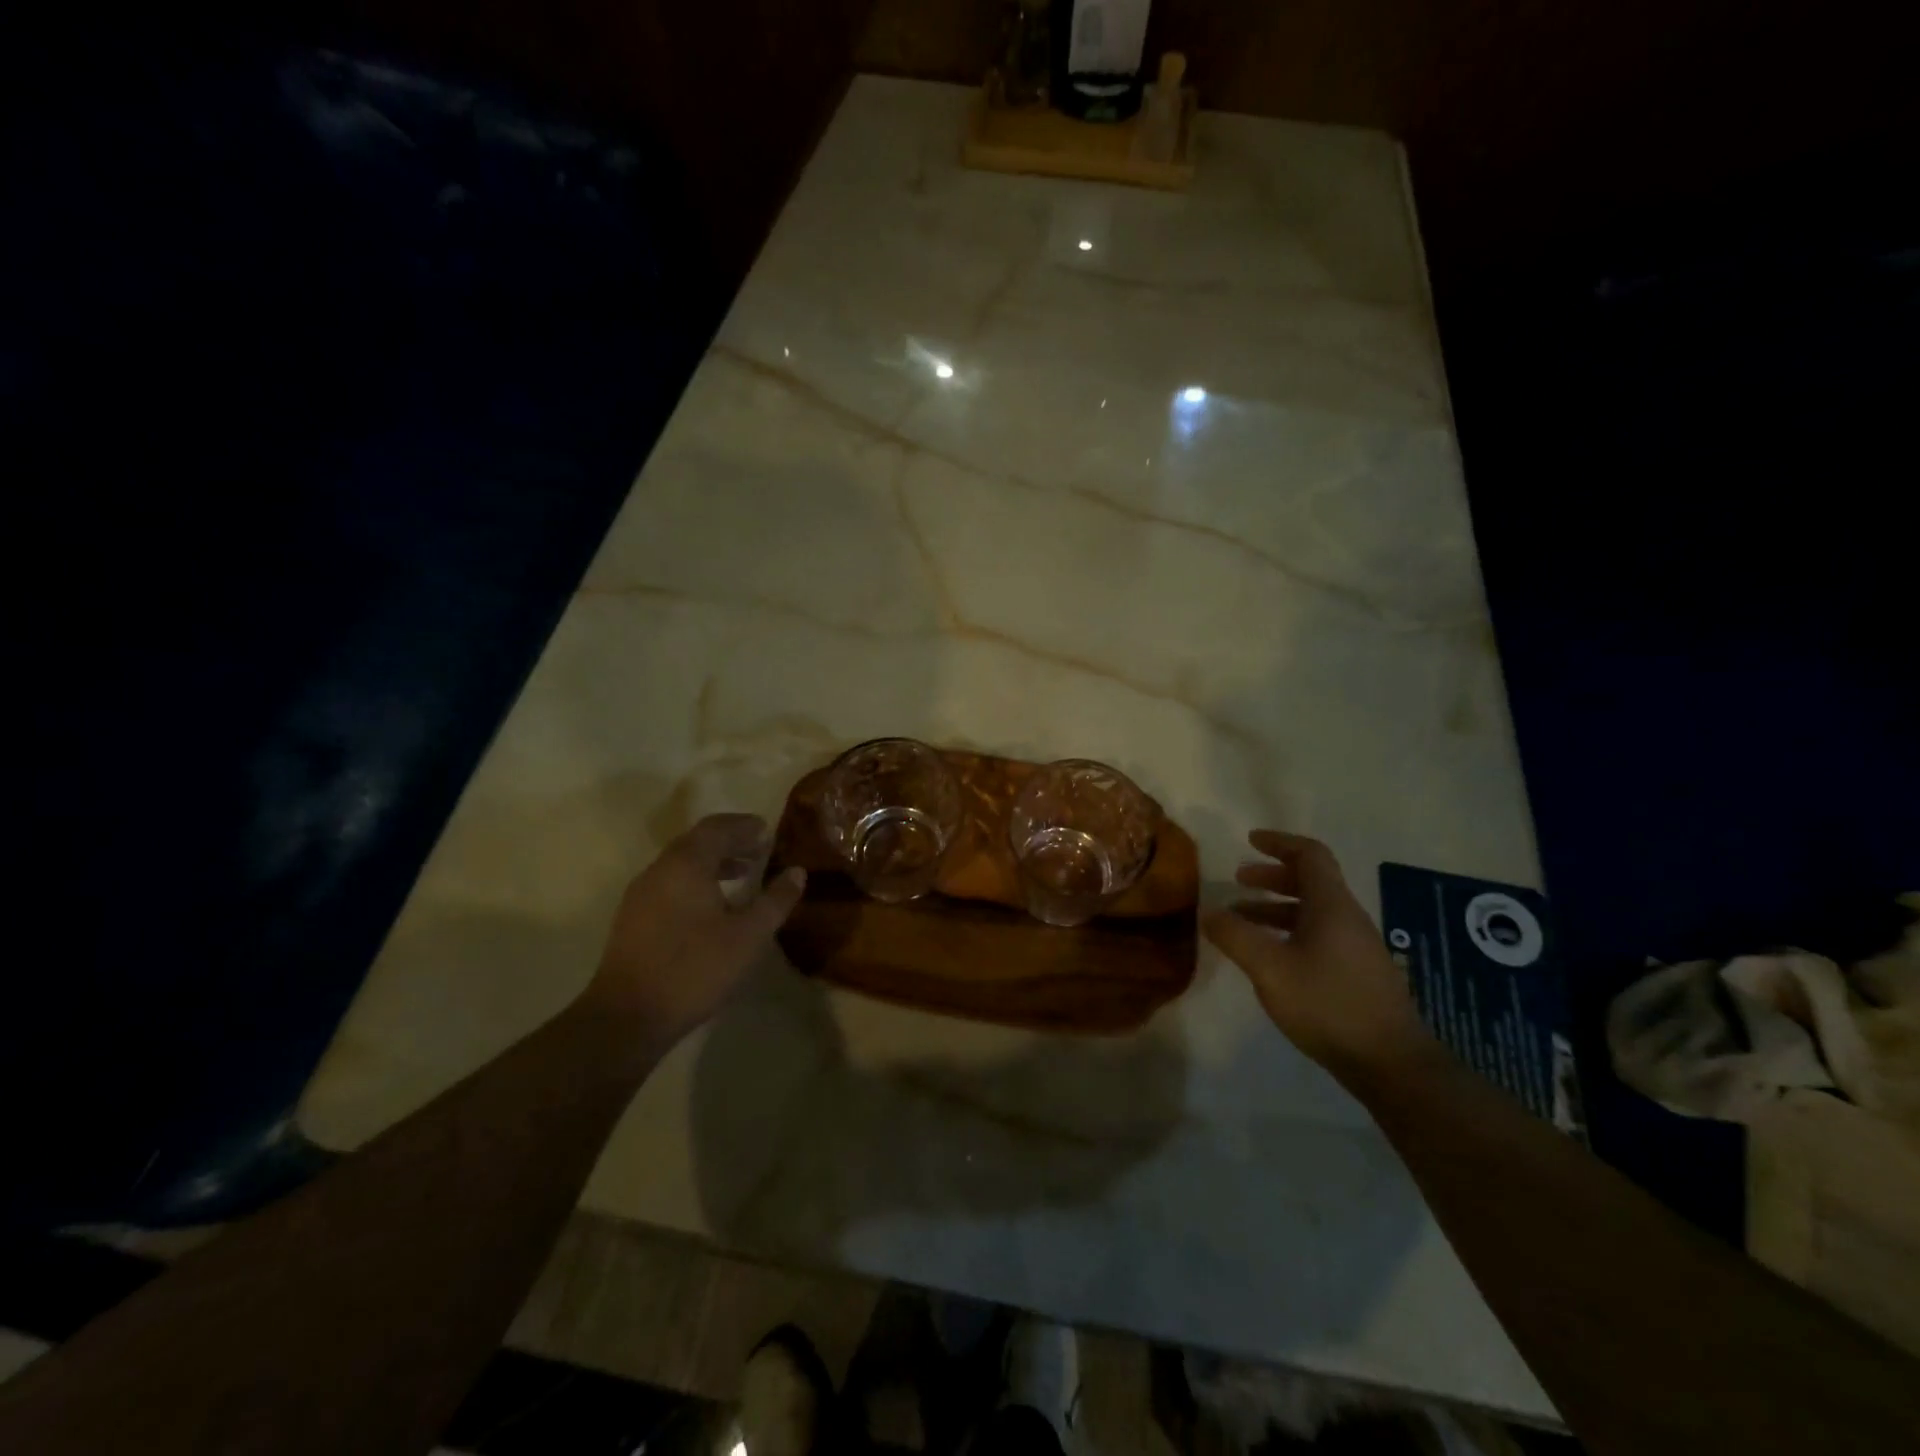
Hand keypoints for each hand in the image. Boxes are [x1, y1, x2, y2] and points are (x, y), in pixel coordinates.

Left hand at [581, 814, 806, 1043]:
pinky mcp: (633, 918)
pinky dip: (696, 881)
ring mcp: (641, 893)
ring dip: (713, 862)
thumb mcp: (749, 936)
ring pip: (681, 863)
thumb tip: (797, 872)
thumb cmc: (695, 969)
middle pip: (697, 841)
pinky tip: (712, 906)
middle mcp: (660, 869)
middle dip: (730, 841)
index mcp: (686, 864)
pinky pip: (670, 883)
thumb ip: (776, 900)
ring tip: (742, 876)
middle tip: (759, 850)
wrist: (628, 1016)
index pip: (717, 827)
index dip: (744, 826)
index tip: (768, 831)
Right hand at [1204, 829, 1432, 1084]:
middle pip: (1311, 881)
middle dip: (1272, 876)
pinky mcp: (1357, 974)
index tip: (1250, 841)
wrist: (1391, 1063)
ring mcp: (1356, 947)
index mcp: (1331, 905)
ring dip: (1276, 907)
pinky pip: (1318, 936)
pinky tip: (1269, 957)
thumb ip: (1236, 936)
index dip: (1280, 842)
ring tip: (1241, 920)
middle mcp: (1347, 918)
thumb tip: (1209, 912)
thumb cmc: (1328, 1004)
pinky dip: (1289, 932)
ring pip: (1313, 912)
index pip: (1310, 855)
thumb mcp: (1269, 968)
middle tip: (1239, 880)